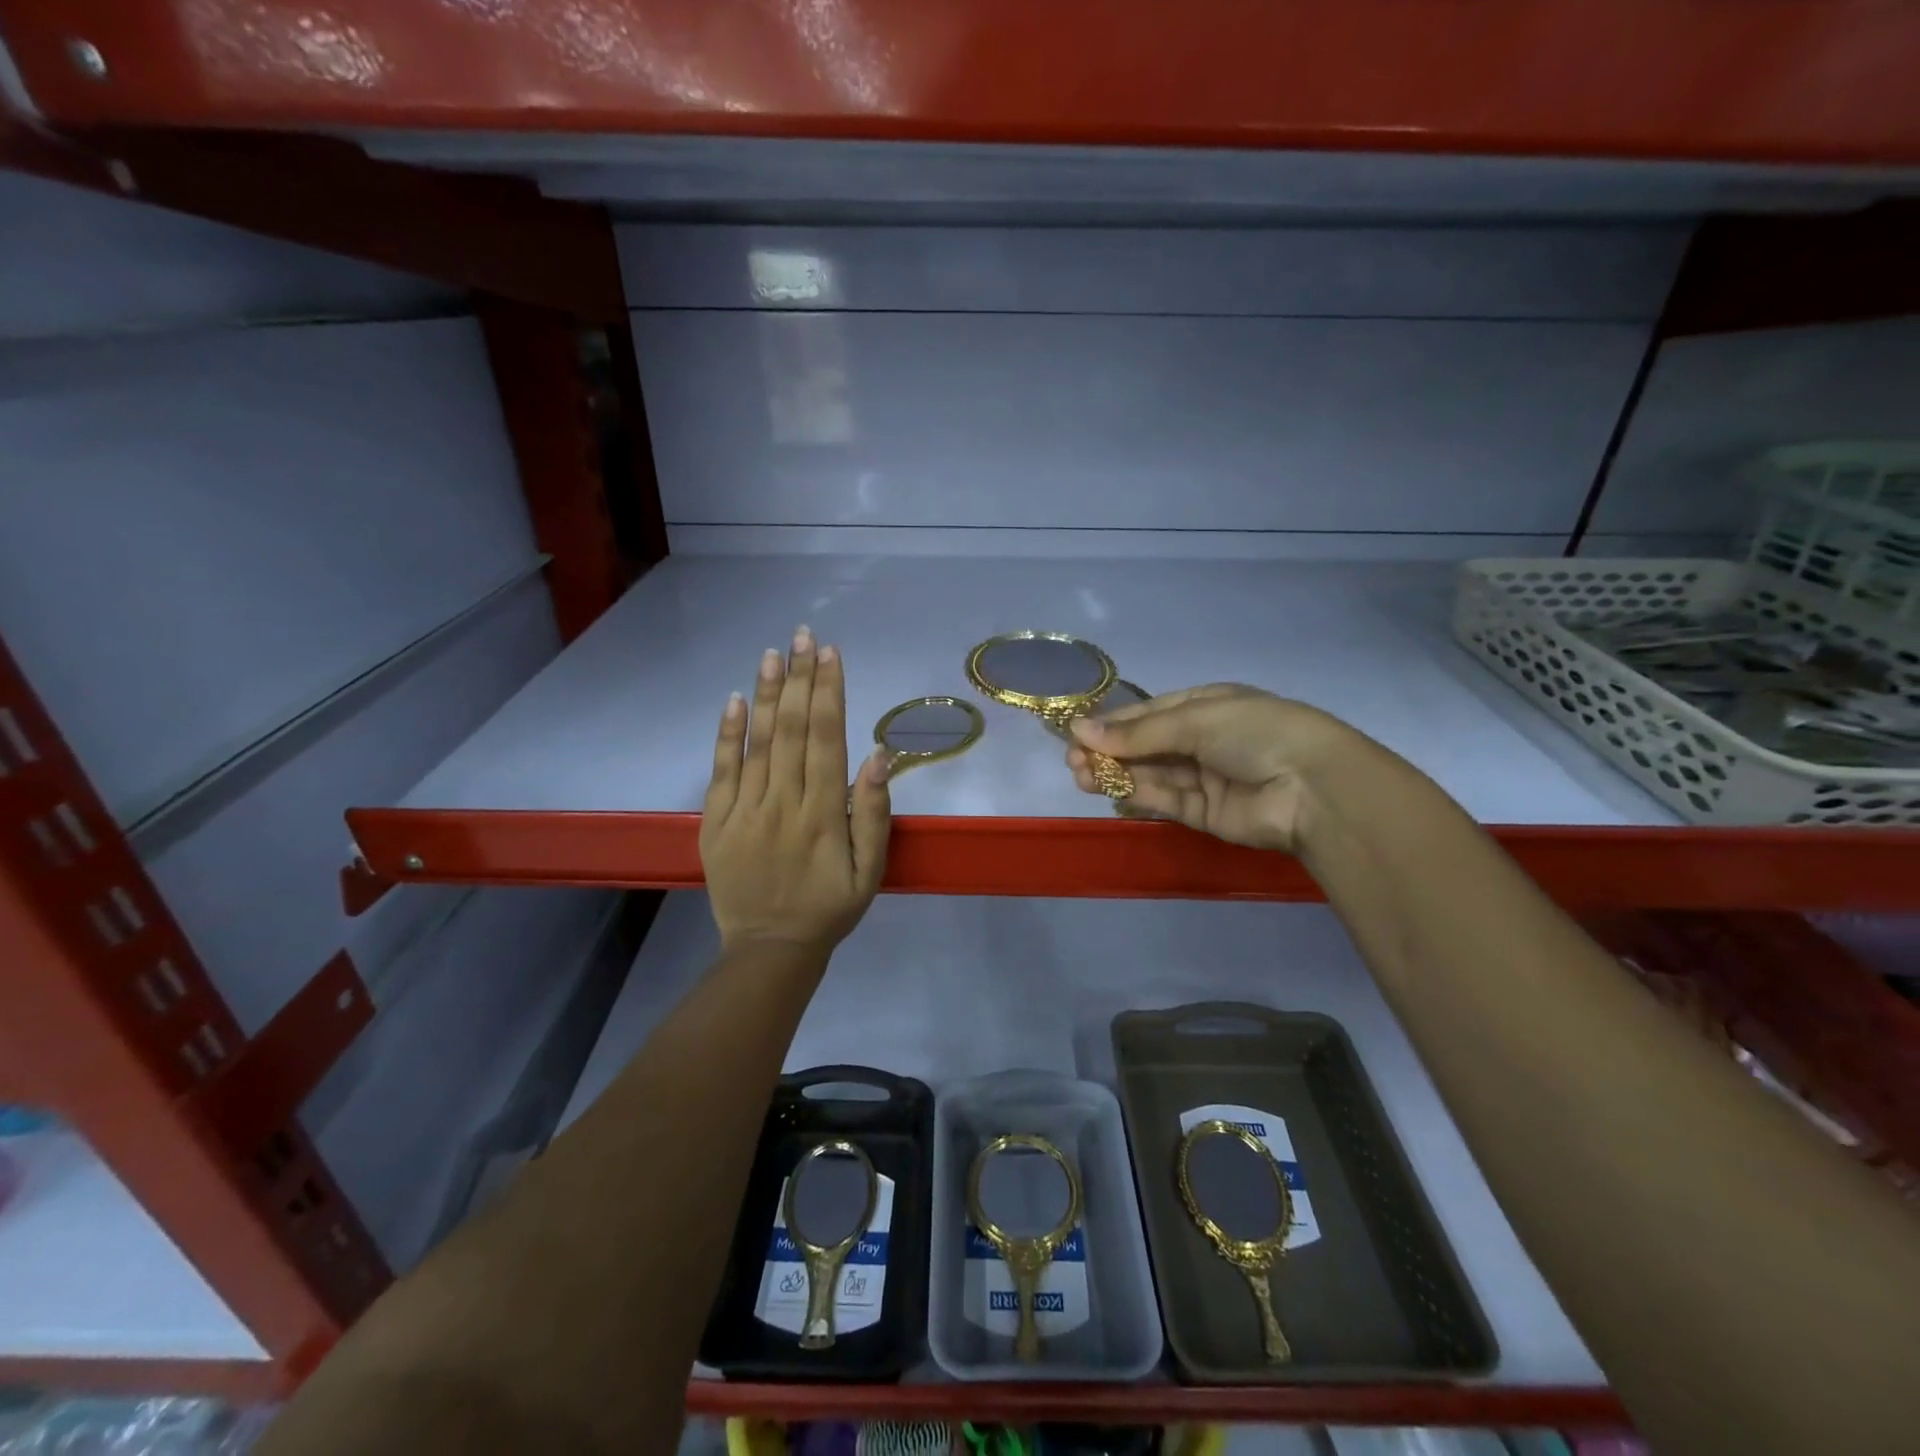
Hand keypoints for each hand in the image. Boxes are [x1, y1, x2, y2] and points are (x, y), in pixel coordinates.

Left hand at [701, 626, 890, 951]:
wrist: (769, 950)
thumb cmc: (829, 908)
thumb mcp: (870, 871)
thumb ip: (874, 813)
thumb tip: (877, 755)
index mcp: (822, 813)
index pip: (825, 738)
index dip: (828, 692)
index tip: (830, 654)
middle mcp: (782, 802)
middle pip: (790, 729)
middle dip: (799, 678)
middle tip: (803, 635)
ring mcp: (743, 811)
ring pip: (756, 742)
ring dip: (765, 693)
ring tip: (773, 652)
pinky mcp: (714, 823)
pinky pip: (720, 771)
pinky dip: (726, 734)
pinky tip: (733, 699)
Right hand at [1065, 685, 1363, 852]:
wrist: (1311, 788)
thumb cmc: (1254, 733)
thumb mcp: (1195, 720)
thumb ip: (1138, 732)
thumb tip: (1080, 731)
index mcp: (1207, 706)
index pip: (1150, 713)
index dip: (1113, 723)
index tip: (1075, 733)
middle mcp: (1202, 740)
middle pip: (1145, 745)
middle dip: (1108, 751)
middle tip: (1072, 761)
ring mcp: (1203, 777)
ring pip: (1148, 774)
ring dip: (1114, 773)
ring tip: (1079, 775)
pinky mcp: (1202, 813)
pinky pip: (1162, 800)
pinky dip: (1134, 794)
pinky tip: (1105, 789)